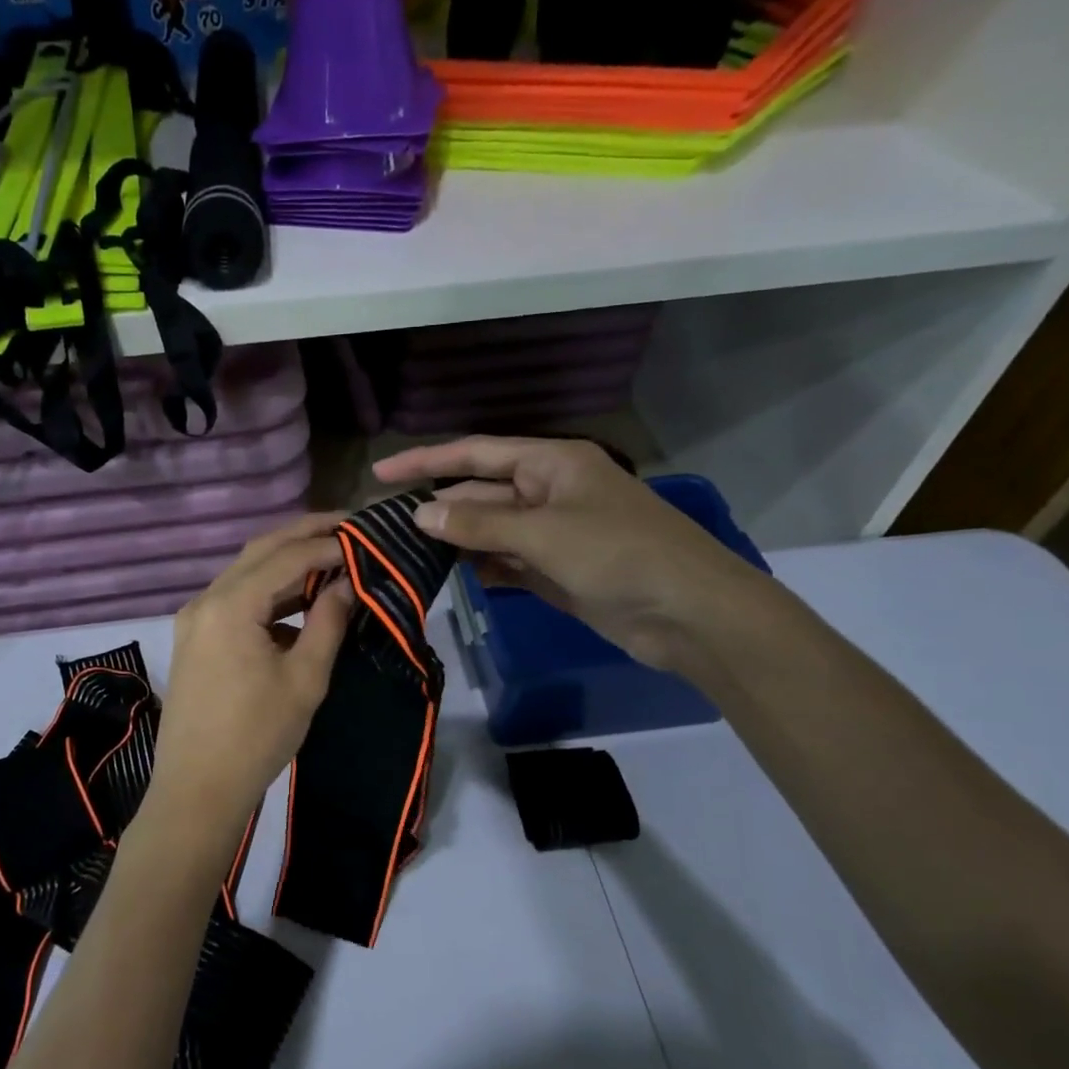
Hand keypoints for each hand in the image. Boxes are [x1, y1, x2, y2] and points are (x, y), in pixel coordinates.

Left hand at [146, 514, 355, 848]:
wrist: (197, 789)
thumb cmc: (257, 737)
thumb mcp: (305, 678)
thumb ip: (328, 621)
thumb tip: (349, 582)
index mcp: (231, 605)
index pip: (287, 556)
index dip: (328, 543)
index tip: (366, 537)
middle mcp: (205, 600)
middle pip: (260, 552)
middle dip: (304, 535)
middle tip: (348, 527)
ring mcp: (194, 619)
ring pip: (245, 573)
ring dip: (286, 563)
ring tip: (331, 558)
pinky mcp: (195, 639)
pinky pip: (234, 599)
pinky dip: (268, 592)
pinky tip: (298, 601)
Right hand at [373, 436, 771, 672]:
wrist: (689, 614)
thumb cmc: (620, 555)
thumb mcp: (544, 533)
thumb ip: (480, 523)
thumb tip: (420, 514)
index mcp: (550, 463)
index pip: (475, 454)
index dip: (426, 460)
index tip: (380, 472)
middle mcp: (546, 491)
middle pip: (478, 493)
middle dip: (435, 508)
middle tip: (382, 526)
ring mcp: (551, 534)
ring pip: (489, 530)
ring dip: (453, 540)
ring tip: (402, 553)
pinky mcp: (554, 571)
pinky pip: (505, 562)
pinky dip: (480, 568)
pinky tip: (448, 576)